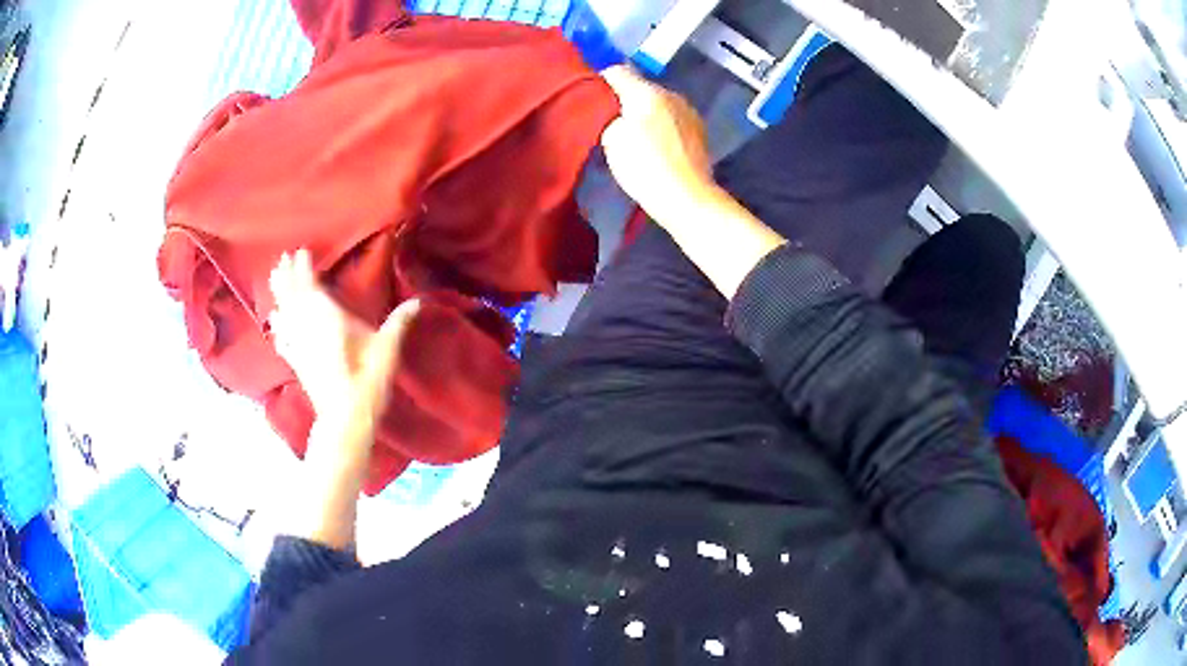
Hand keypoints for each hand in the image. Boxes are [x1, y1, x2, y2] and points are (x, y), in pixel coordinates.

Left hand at [268, 250, 418, 423]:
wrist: (345, 418)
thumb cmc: (367, 380)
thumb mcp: (387, 350)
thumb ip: (399, 323)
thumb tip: (420, 301)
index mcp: (329, 319)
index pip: (312, 287)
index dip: (305, 269)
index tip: (300, 251)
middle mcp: (309, 327)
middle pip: (294, 296)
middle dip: (288, 276)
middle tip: (281, 258)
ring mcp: (300, 346)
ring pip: (285, 313)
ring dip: (279, 295)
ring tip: (273, 278)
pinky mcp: (297, 363)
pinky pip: (283, 339)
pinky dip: (278, 328)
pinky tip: (273, 321)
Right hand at [600, 66, 715, 222]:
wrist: (687, 198)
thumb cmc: (644, 167)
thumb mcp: (612, 139)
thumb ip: (608, 114)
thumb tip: (612, 108)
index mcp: (646, 91)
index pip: (616, 72)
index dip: (599, 83)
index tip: (589, 100)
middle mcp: (670, 94)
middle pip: (639, 87)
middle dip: (623, 99)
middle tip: (607, 121)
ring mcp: (688, 111)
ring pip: (657, 103)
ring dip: (644, 112)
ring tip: (632, 135)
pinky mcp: (699, 130)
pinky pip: (671, 118)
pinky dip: (660, 125)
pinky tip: (655, 145)